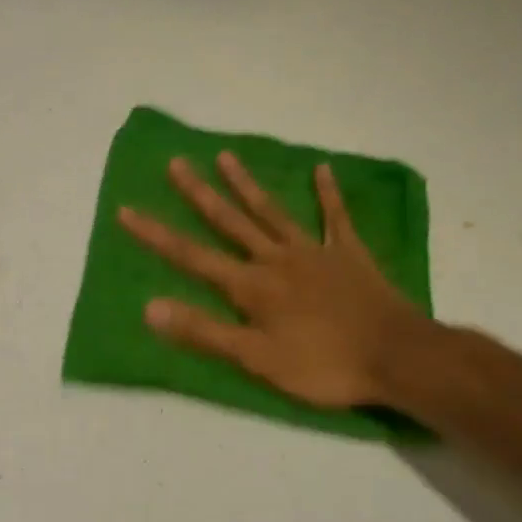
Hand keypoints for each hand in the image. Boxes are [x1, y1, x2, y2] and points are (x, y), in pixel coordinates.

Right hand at [118, 153, 423, 409]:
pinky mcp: (348, 254)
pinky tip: (321, 169)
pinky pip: (335, 218)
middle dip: (198, 194)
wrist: (395, 356)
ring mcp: (313, 252)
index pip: (192, 256)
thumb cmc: (323, 365)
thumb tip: (150, 307)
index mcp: (251, 286)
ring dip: (247, 185)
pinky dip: (328, 194)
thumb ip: (204, 332)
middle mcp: (275, 259)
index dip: (157, 235)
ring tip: (226, 156)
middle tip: (175, 163)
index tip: (127, 210)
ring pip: (272, 212)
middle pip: (229, 222)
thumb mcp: (256, 359)